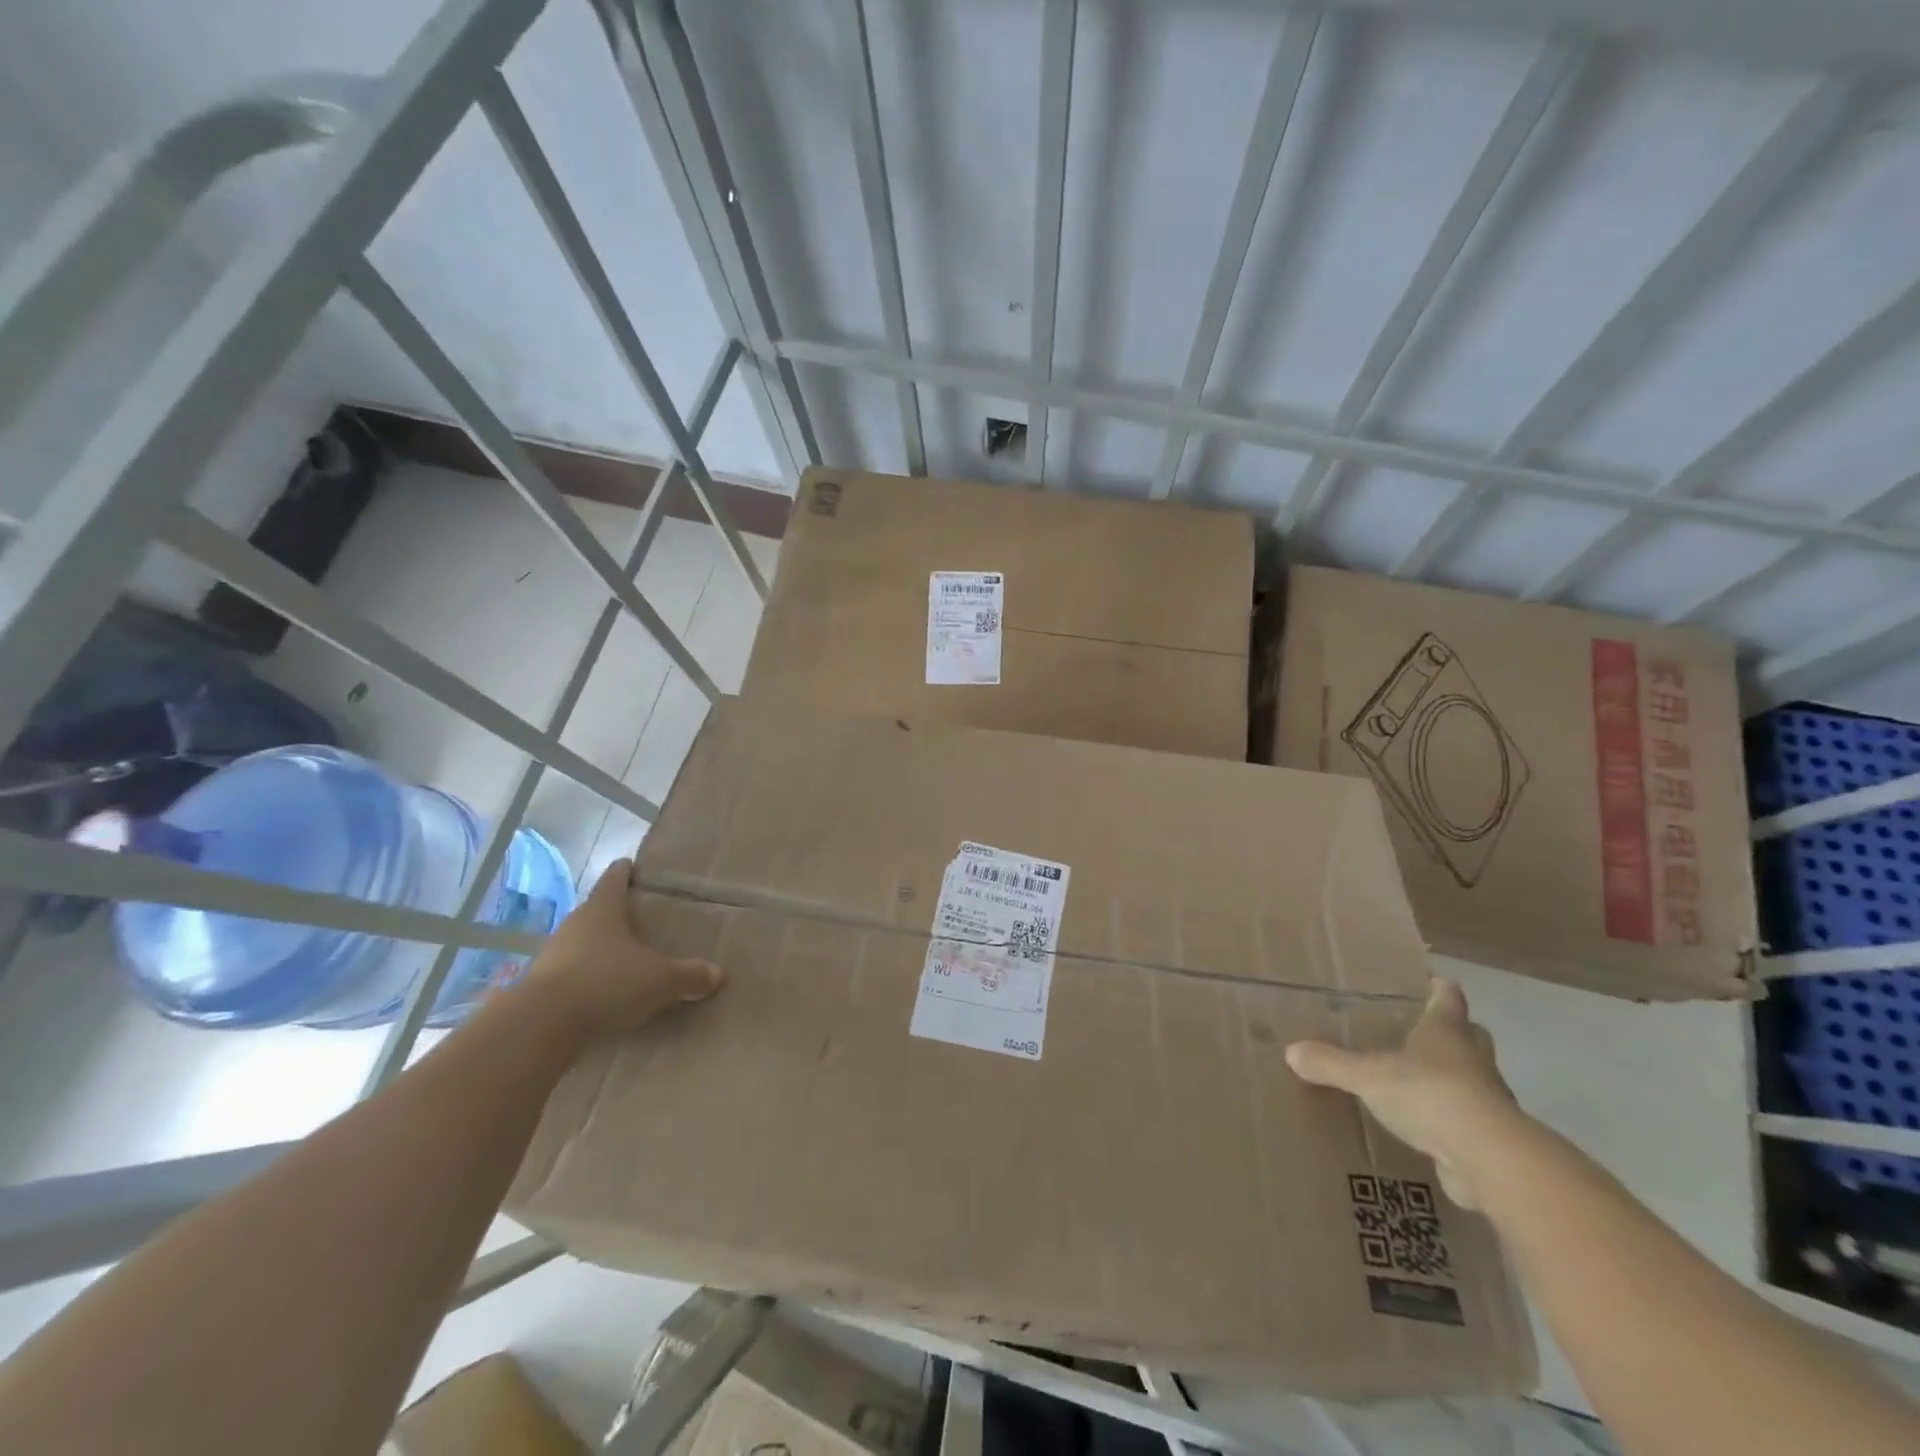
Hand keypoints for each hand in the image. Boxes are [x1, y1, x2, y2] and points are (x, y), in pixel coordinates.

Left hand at [515, 858, 722, 1040]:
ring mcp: (552, 957)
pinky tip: (603, 995)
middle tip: (641, 920)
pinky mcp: (540, 989)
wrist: (540, 1028)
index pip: (614, 879)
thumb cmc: (606, 983)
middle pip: (597, 912)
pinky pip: (571, 976)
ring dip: (600, 951)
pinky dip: (587, 980)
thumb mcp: (659, 980)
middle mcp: (574, 925)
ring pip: (582, 944)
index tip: (633, 866)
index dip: (626, 871)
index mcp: (603, 910)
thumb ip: (689, 975)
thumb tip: (718, 974)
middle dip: (617, 915)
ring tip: (625, 960)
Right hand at [1286, 978, 1523, 1209]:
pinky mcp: (1490, 1139)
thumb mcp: (1368, 1076)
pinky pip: (1468, 1120)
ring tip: (1415, 1082)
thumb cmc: (1430, 1096)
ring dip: (1453, 1079)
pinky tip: (1425, 1127)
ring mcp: (1488, 1100)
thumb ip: (1331, 1064)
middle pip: (1469, 1035)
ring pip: (1472, 1078)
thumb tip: (1291, 1052)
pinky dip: (1451, 1120)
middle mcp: (1472, 1059)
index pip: (1447, 997)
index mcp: (1446, 1031)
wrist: (1490, 1161)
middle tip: (1418, 1033)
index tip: (1427, 980)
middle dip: (1451, 1033)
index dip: (1438, 988)